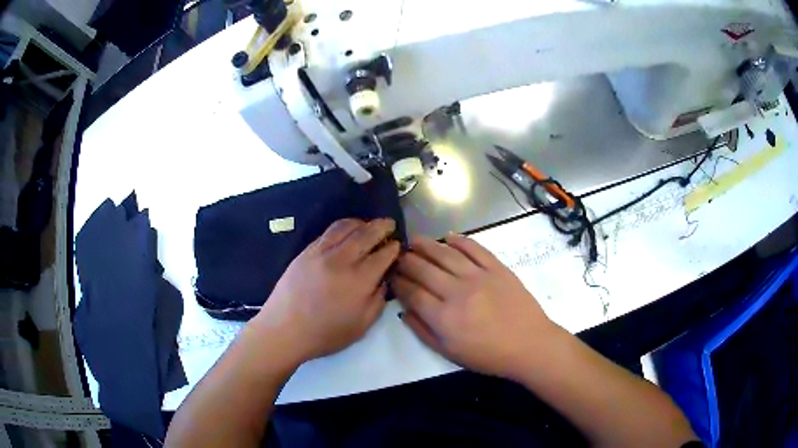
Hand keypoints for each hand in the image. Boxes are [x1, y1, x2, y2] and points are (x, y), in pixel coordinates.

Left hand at [253, 218, 399, 362]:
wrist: (284, 329)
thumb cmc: (325, 334)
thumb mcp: (361, 326)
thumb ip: (377, 301)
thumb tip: (383, 280)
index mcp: (359, 280)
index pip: (383, 255)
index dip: (393, 248)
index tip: (398, 245)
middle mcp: (342, 260)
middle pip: (366, 234)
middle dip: (382, 226)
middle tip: (390, 224)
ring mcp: (321, 252)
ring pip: (346, 227)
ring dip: (361, 223)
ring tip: (368, 225)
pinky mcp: (306, 251)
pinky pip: (328, 232)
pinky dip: (342, 227)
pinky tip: (346, 231)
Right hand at [391, 234, 557, 379]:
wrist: (529, 344)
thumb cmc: (488, 355)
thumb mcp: (449, 353)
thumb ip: (423, 332)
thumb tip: (404, 311)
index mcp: (443, 317)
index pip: (412, 293)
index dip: (398, 282)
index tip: (391, 276)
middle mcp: (457, 292)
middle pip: (424, 269)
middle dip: (406, 261)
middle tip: (398, 255)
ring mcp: (478, 277)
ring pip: (445, 255)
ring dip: (426, 245)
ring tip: (414, 239)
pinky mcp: (497, 268)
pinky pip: (475, 249)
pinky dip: (460, 240)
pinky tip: (448, 236)